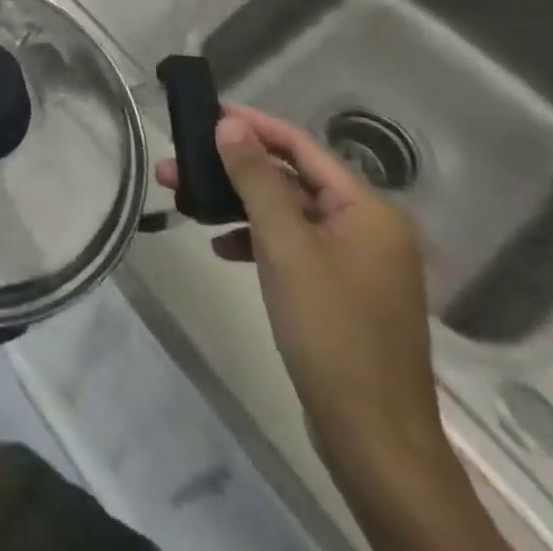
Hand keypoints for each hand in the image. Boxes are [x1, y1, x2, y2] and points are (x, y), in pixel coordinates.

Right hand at [158, 105, 438, 468]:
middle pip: (290, 179)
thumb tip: (229, 124)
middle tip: (179, 163)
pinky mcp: (341, 291)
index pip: (302, 147)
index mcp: (369, 209)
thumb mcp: (285, 245)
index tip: (205, 112)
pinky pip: (292, 246)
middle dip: (233, 169)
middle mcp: (369, 227)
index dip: (253, 125)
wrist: (373, 439)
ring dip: (238, 204)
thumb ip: (257, 178)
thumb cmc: (331, 330)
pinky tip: (221, 247)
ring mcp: (356, 262)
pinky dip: (256, 239)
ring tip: (186, 201)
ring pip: (286, 213)